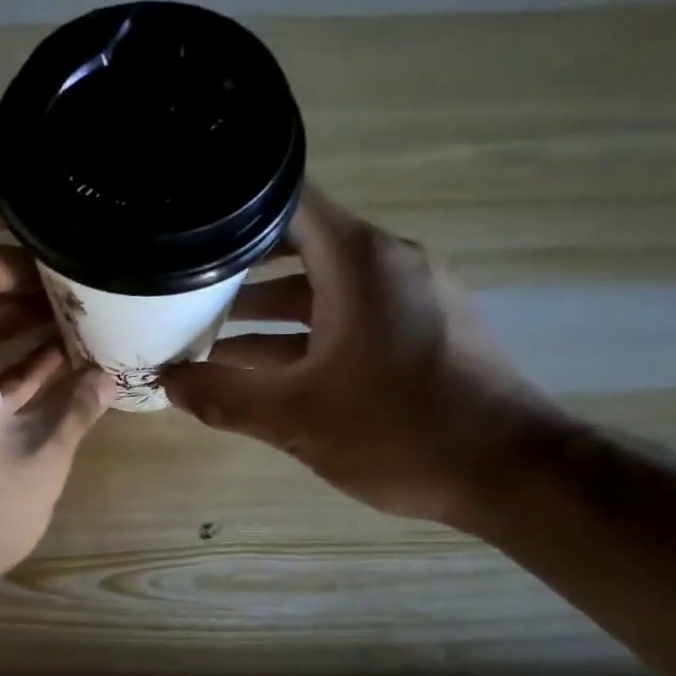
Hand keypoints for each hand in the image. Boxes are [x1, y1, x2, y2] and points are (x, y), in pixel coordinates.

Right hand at [161, 188, 558, 528]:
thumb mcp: (296, 418)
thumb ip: (224, 397)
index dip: (231, 212)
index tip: (186, 232)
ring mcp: (409, 297)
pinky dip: (306, 334)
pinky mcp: (421, 330)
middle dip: (239, 270)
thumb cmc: (400, 432)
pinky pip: (350, 317)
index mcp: (360, 262)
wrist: (510, 473)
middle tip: (182, 291)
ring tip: (208, 335)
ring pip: (323, 288)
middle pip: (299, 246)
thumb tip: (166, 382)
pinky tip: (264, 369)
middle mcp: (388, 263)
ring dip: (269, 311)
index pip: (287, 202)